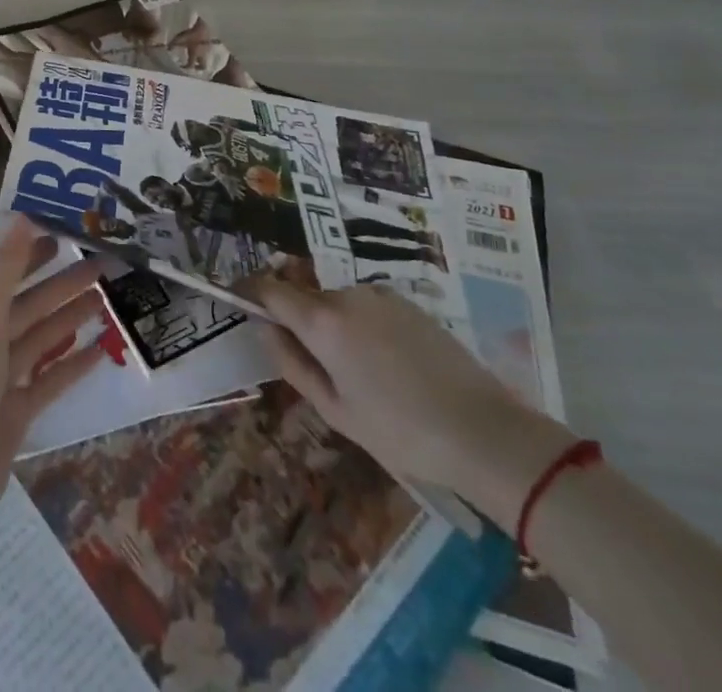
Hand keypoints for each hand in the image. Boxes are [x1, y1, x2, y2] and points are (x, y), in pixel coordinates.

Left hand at [0, 219, 105, 588]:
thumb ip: (4, 271)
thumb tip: (22, 217)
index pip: (2, 275)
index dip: (30, 255)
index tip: (64, 236)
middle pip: (27, 305)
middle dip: (62, 284)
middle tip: (104, 263)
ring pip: (41, 339)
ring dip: (71, 318)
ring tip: (108, 298)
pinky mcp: (15, 413)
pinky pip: (49, 380)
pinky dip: (73, 364)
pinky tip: (102, 350)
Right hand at [244, 274, 576, 530]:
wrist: (485, 432)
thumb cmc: (401, 431)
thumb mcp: (336, 409)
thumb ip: (293, 364)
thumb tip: (266, 331)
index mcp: (323, 320)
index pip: (271, 289)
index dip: (250, 291)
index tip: (236, 298)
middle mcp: (347, 295)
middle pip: (306, 298)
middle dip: (299, 321)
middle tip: (314, 365)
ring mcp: (382, 295)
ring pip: (339, 304)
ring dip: (334, 325)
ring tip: (359, 374)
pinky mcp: (410, 304)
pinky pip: (369, 307)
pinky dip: (363, 326)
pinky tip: (388, 366)